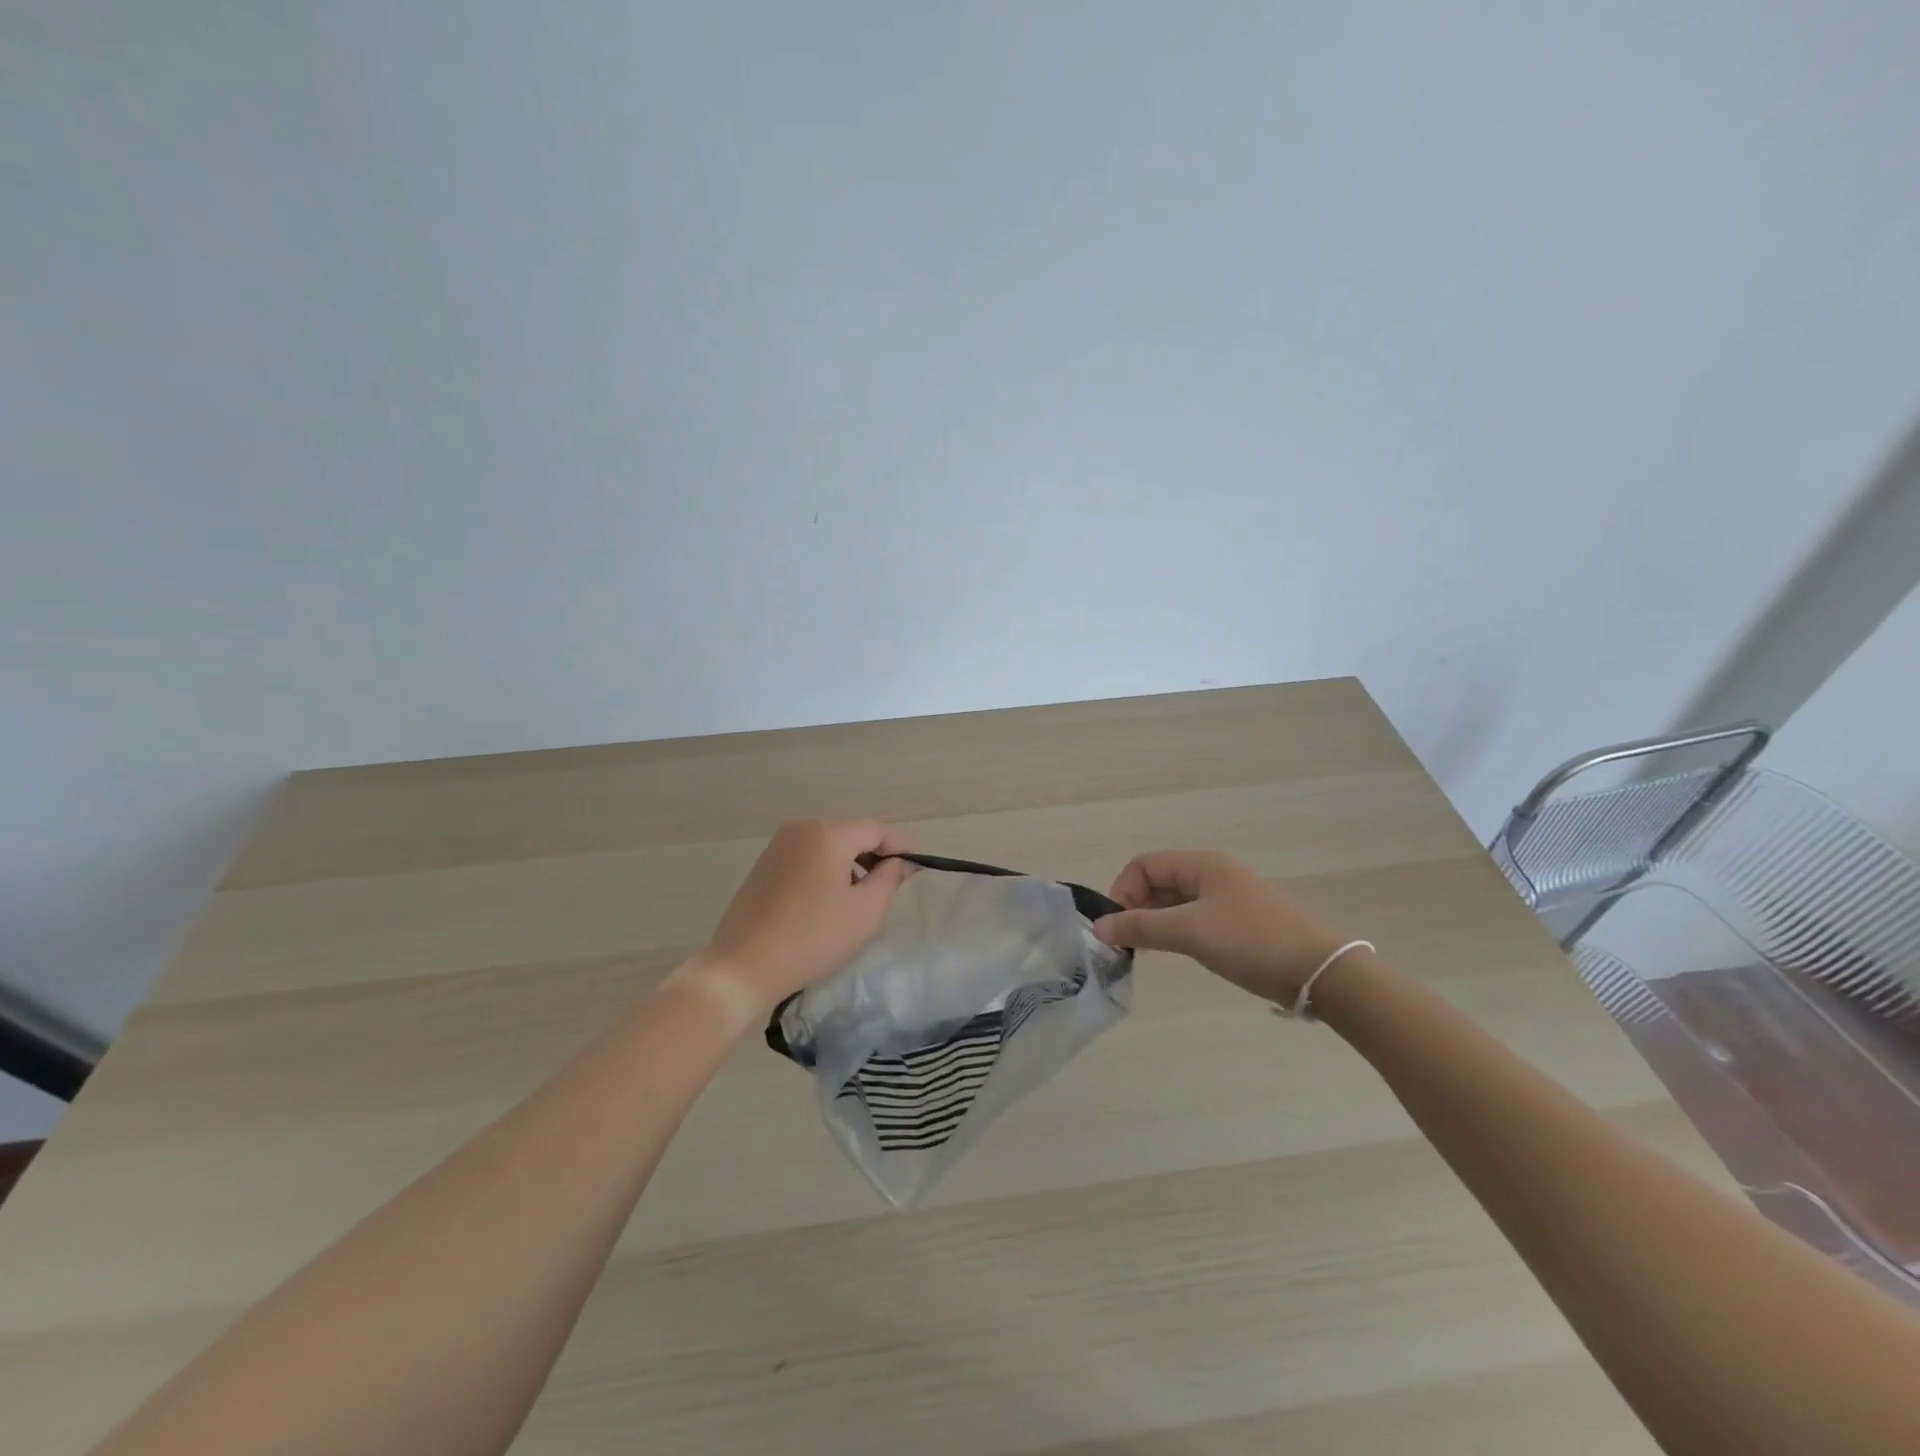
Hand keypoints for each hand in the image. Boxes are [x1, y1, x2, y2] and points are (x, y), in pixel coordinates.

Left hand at [690, 819, 914, 1016]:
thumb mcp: (865, 911)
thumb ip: (890, 878)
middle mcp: (801, 829)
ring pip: (827, 845)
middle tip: (891, 884)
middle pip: (850, 833)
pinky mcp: (764, 864)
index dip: (900, 846)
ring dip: (849, 863)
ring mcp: (778, 845)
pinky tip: (827, 900)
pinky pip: (806, 856)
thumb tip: (900, 861)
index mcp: (828, 834)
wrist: (743, 965)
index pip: (876, 829)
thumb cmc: (813, 937)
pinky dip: (825, 869)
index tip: (916, 867)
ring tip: (860, 896)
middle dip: (874, 854)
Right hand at [1093, 851, 1346, 1005]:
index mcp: (1202, 864)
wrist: (1318, 972)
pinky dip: (1174, 931)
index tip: (1117, 927)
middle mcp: (1212, 874)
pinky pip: (1192, 918)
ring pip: (1174, 902)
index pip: (1144, 865)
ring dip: (1153, 921)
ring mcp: (1226, 898)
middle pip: (1158, 881)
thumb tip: (1098, 927)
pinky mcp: (1237, 922)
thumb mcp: (1191, 931)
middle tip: (1126, 942)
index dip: (1123, 891)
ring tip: (1144, 950)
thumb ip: (1141, 927)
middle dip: (1135, 907)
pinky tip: (1172, 952)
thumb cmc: (1251, 941)